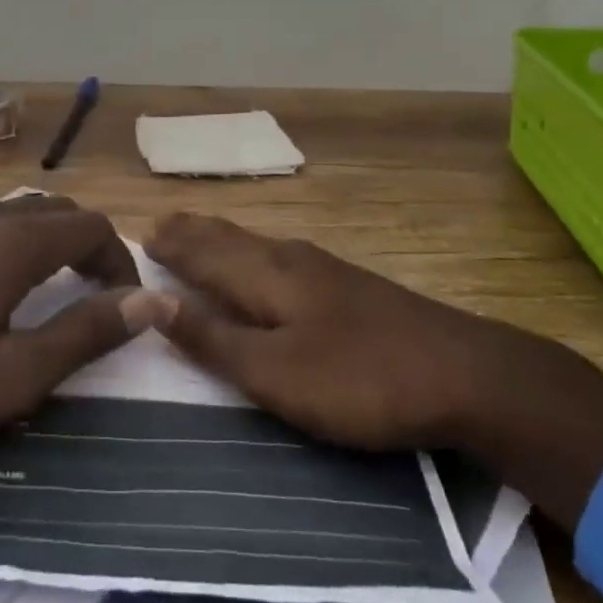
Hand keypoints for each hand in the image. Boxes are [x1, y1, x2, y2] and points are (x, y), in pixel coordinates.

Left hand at [0, 196, 173, 557]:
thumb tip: (152, 302)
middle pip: (60, 213)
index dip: (121, 261)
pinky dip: (17, 241)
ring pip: (23, 213)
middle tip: (98, 298)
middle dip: (91, 248)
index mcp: (13, 242)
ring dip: (53, 243)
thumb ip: (84, 332)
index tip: (127, 305)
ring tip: (55, 291)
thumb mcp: (12, 376)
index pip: (92, 227)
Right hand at [145, 213, 602, 528]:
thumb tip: (152, 301)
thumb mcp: (277, 374)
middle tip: (161, 224)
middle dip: (193, 232)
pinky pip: (279, 255)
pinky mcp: (349, 285)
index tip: (137, 235)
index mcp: (267, 275)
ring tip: (200, 235)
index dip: (171, 245)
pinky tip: (264, 261)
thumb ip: (215, 340)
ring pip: (257, 243)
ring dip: (221, 238)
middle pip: (230, 238)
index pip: (204, 252)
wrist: (465, 373)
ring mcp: (325, 269)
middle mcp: (291, 259)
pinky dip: (251, 251)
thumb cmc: (360, 378)